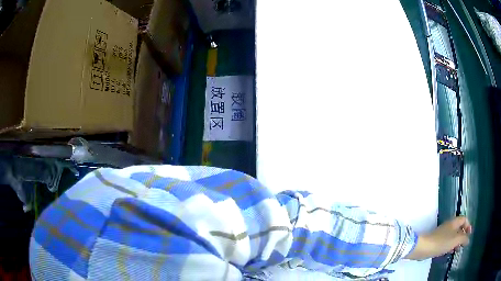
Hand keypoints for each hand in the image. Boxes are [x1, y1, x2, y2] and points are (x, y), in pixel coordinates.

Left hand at [405, 216, 471, 259]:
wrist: (424, 247)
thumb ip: (463, 238)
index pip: (464, 219)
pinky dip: (449, 246)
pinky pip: (446, 242)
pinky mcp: (437, 241)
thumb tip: (468, 240)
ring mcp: (442, 233)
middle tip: (462, 245)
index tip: (469, 235)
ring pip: (452, 236)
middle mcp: (449, 225)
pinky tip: (449, 253)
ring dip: (456, 242)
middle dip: (462, 236)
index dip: (468, 225)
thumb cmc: (442, 242)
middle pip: (459, 228)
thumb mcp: (456, 239)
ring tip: (456, 250)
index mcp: (454, 222)